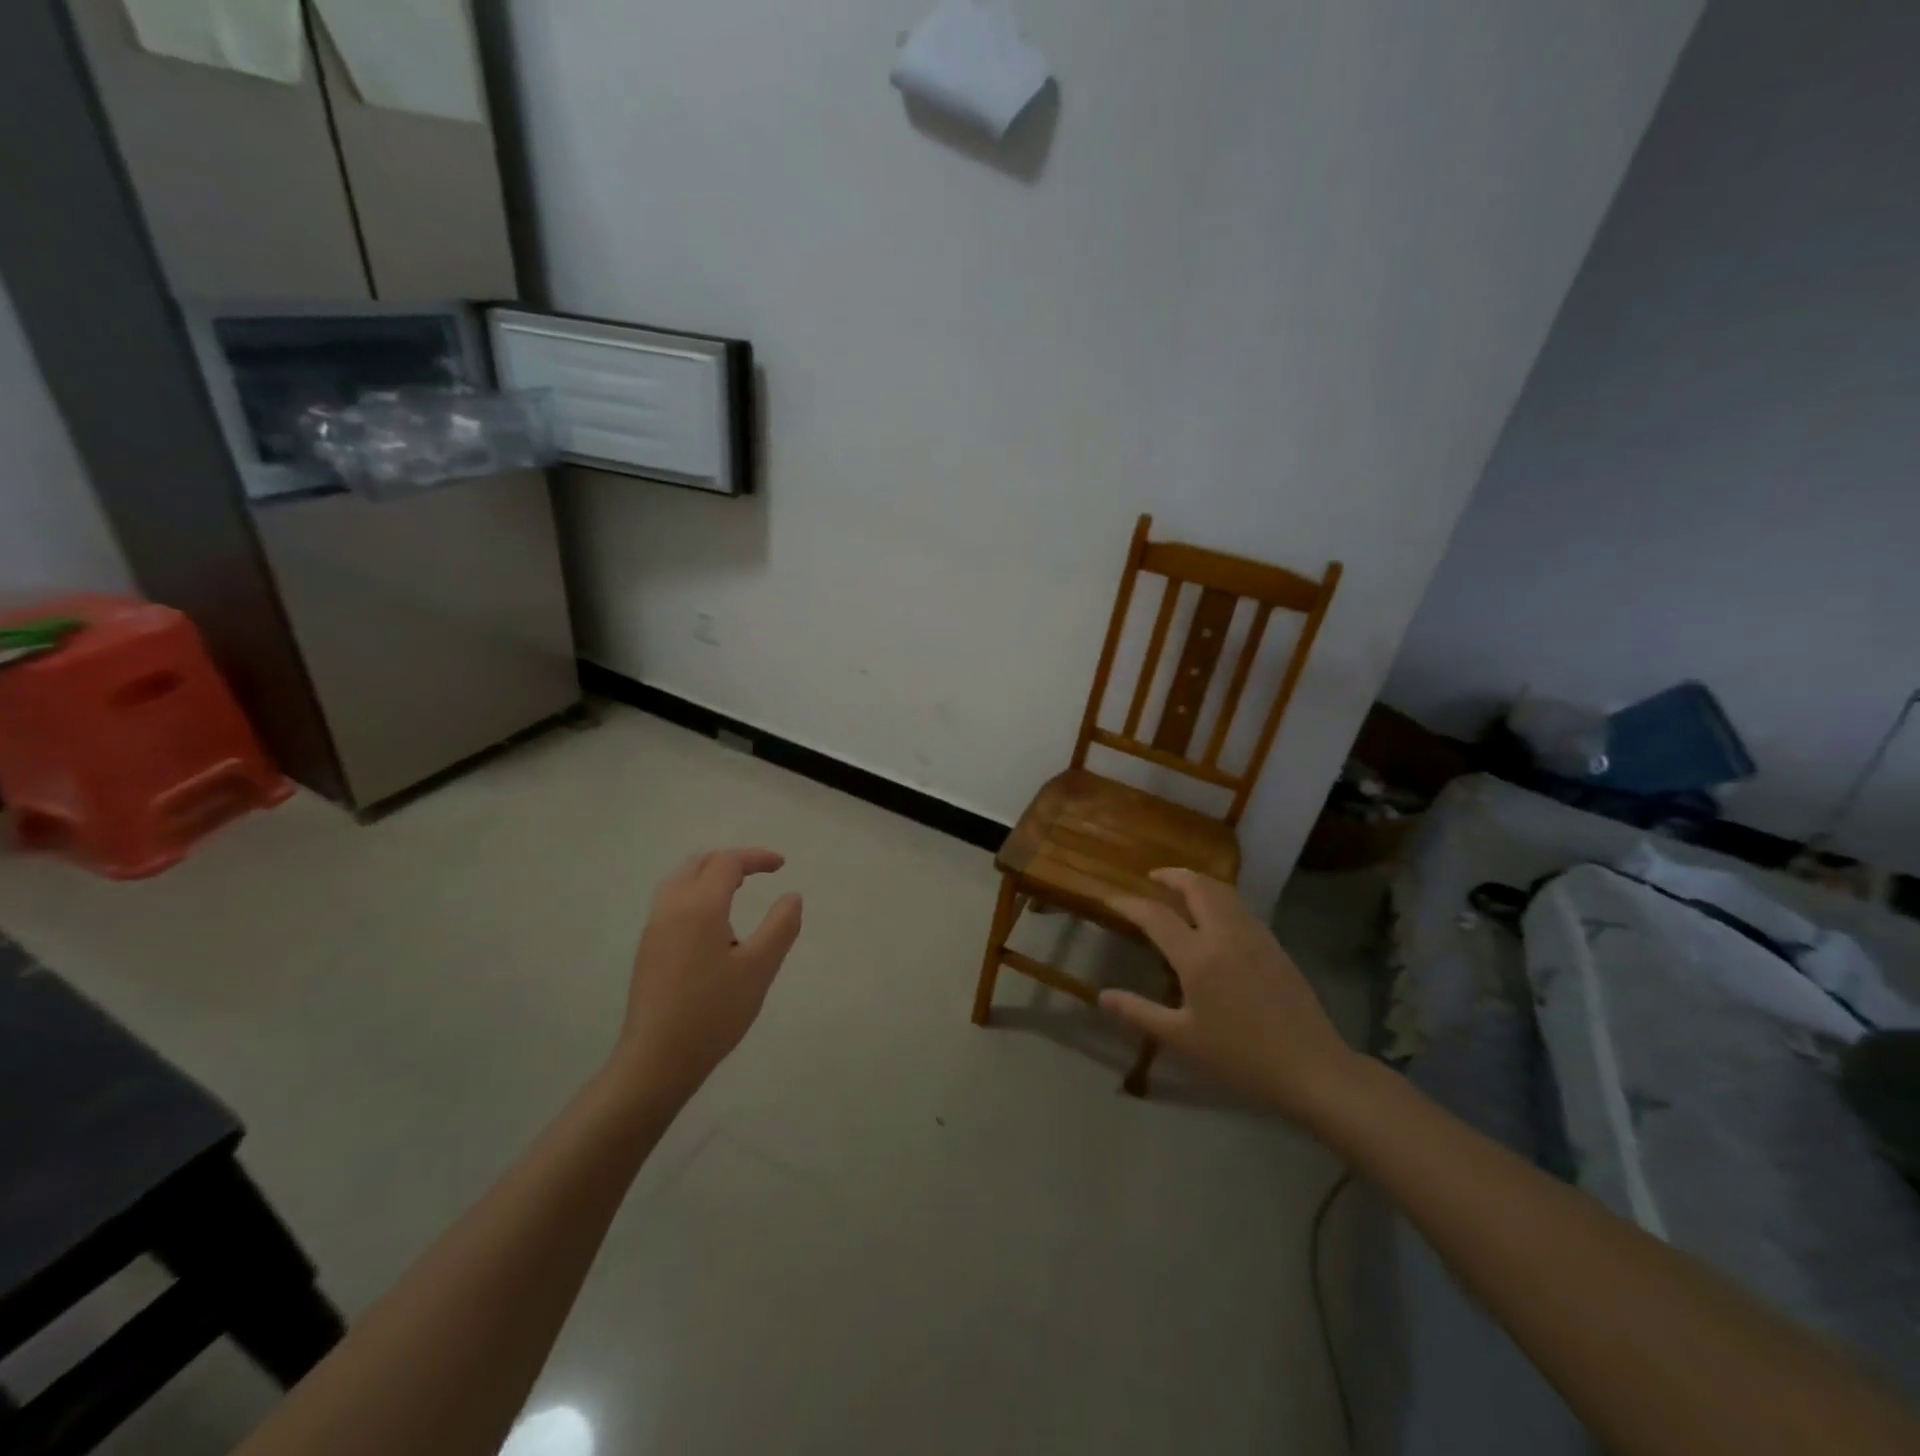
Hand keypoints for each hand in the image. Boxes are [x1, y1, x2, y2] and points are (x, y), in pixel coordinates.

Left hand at [612, 848, 803, 1102]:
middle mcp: (671, 908)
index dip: (756, 857)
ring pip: (680, 881)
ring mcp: (654, 929)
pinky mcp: (647, 950)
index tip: (782, 866)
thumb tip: (792, 896)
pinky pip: (672, 902)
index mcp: (699, 906)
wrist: (656, 1060)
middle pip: (698, 863)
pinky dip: (696, 895)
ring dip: (710, 876)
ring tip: (737, 893)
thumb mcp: (759, 969)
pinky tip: (714, 928)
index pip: (727, 862)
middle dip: (730, 861)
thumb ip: (780, 927)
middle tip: (759, 873)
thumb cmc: (713, 1012)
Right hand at [1102, 868, 1361, 1122]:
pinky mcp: (1274, 943)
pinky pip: (1240, 907)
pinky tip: (1214, 917)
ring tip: (1181, 889)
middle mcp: (1225, 934)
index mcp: (1198, 957)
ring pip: (1222, 890)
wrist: (1310, 1066)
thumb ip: (1139, 1012)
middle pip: (1196, 885)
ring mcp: (1254, 935)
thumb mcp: (1182, 1038)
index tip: (1112, 899)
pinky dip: (1219, 898)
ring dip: (1197, 882)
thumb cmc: (1240, 1056)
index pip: (1156, 915)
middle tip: (1152, 878)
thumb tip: (1103, 996)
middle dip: (1171, 875)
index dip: (1130, 904)